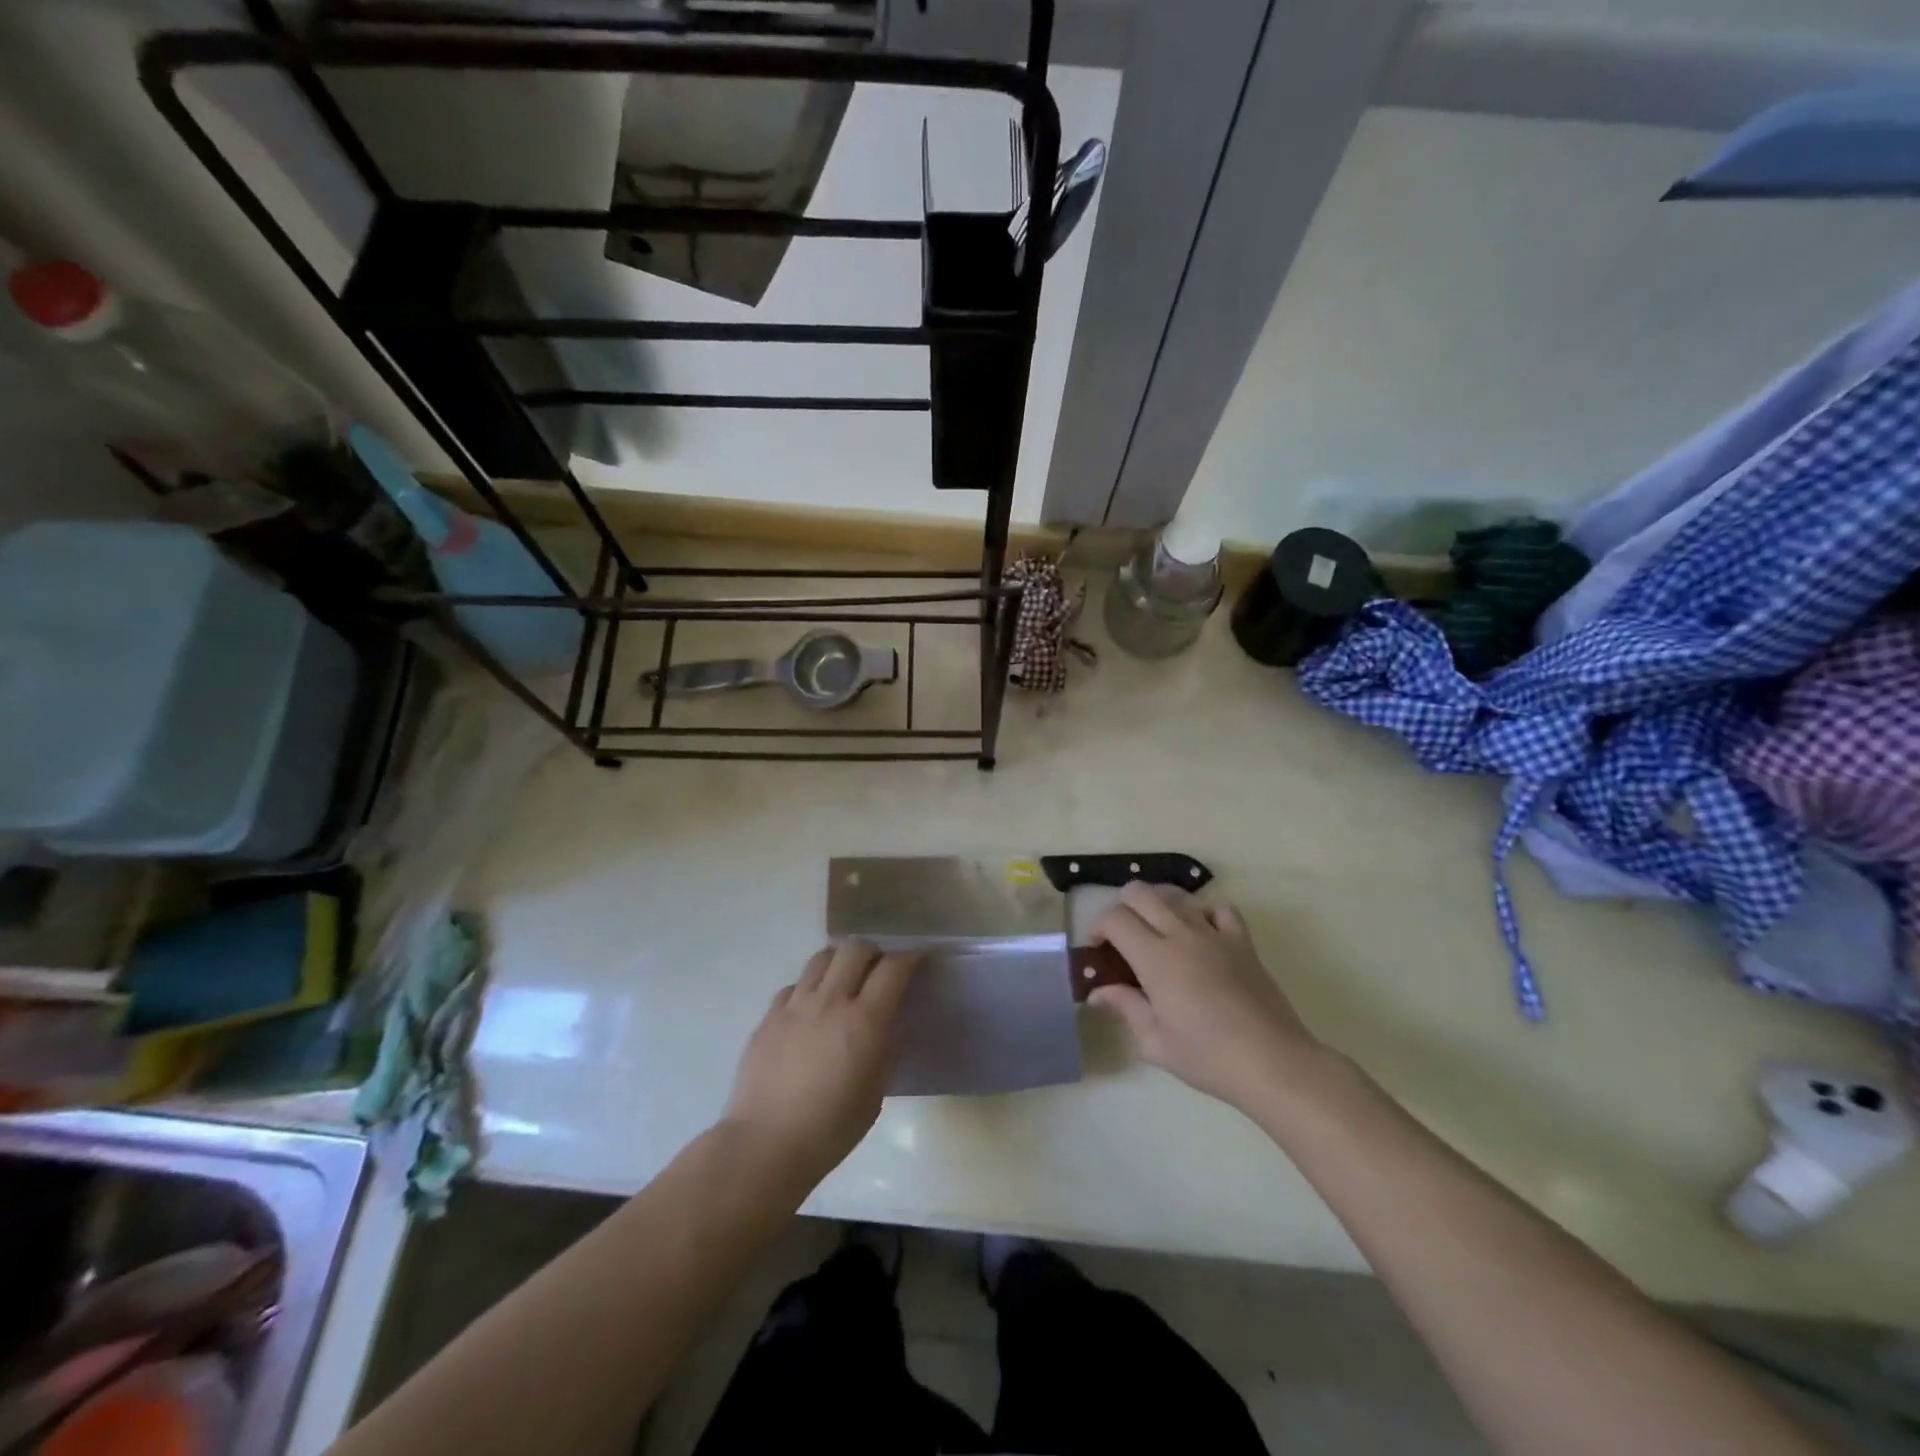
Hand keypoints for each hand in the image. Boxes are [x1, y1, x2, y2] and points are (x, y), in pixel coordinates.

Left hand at [723, 940, 918, 1184]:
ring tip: (844, 977)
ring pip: (821, 958)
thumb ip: (883, 1050)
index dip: (909, 959)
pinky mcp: (769, 1017)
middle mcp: (830, 1002)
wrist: (765, 1145)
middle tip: (879, 967)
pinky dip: (808, 987)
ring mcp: (795, 1006)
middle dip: (873, 951)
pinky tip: (810, 1008)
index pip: (892, 970)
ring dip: (839, 960)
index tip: (917, 960)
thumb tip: (885, 1027)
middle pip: (855, 949)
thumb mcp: (875, 1093)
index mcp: (863, 1022)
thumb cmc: (830, 1129)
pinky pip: (793, 986)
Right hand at [1088, 883, 1325, 1113]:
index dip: (1098, 927)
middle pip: (1141, 893)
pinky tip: (1201, 935)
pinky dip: (1204, 914)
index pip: (1115, 919)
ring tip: (1157, 932)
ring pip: (1177, 895)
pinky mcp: (1242, 941)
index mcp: (1155, 958)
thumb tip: (1098, 993)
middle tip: (1122, 936)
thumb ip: (1125, 1008)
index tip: (1096, 950)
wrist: (1273, 1062)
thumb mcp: (1155, 1042)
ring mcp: (1215, 934)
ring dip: (1159, 906)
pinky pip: (1220, 909)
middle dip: (1122, 906)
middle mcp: (1182, 934)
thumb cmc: (1208, 1057)